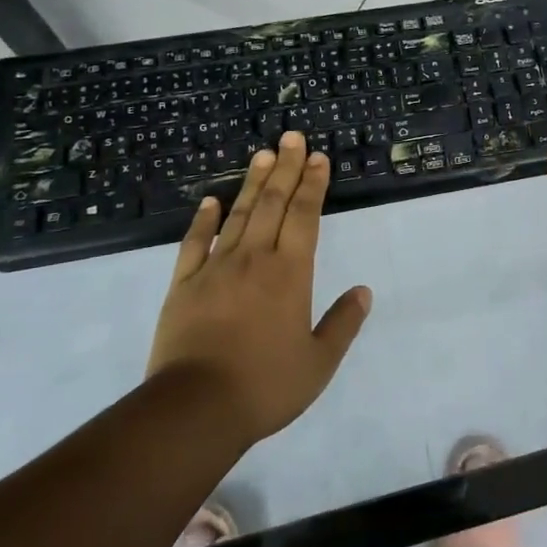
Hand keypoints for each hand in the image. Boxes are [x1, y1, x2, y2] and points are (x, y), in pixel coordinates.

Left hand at [147, 132, 372, 445]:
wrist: (195, 409)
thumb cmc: (265, 386)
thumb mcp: (318, 363)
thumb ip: (343, 324)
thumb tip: (363, 291)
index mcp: (290, 273)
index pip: (305, 216)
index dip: (313, 184)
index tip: (318, 157)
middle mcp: (255, 259)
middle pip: (272, 203)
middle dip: (286, 168)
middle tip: (293, 137)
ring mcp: (215, 269)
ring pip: (237, 214)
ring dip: (252, 182)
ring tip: (263, 154)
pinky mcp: (183, 285)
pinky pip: (194, 243)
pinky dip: (203, 220)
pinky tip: (209, 200)